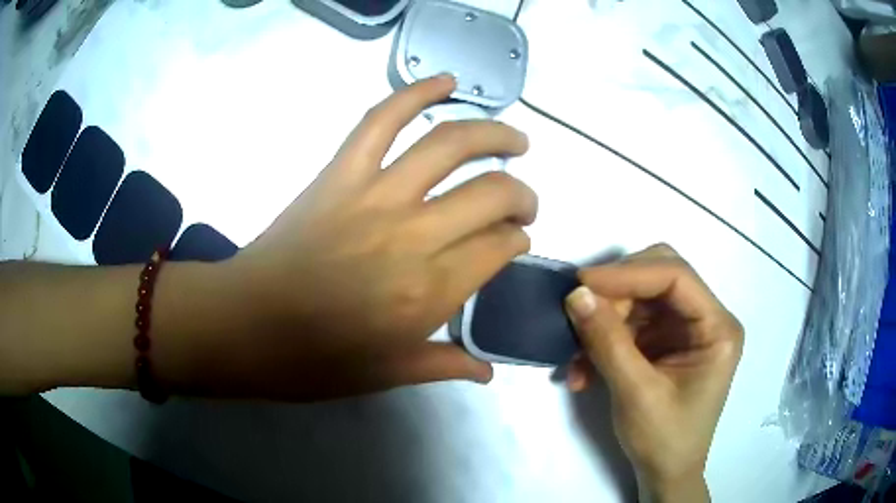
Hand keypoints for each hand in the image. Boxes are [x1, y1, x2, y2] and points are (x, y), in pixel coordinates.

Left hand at [217, 75, 536, 399]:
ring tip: (516, 139)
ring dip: (493, 134)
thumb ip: (445, 365)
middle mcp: (413, 235)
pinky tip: (447, 81)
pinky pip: (382, 120)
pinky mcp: (340, 173)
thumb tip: (489, 369)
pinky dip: (416, 92)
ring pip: (450, 145)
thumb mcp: (387, 373)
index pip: (499, 247)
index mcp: (429, 291)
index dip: (517, 241)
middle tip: (523, 204)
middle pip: (491, 194)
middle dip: (520, 195)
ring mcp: (374, 194)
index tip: (515, 243)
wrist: (246, 324)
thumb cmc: (315, 360)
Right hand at [564, 244, 742, 502]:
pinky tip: (584, 368)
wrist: (665, 473)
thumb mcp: (636, 394)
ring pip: (640, 298)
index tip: (581, 282)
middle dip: (617, 292)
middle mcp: (706, 319)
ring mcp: (685, 329)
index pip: (676, 277)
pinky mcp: (665, 341)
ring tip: (577, 355)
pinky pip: (630, 322)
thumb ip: (608, 342)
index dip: (629, 273)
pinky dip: (604, 338)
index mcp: (718, 328)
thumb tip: (576, 294)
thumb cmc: (664, 439)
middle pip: (659, 277)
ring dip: (605, 320)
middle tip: (580, 309)